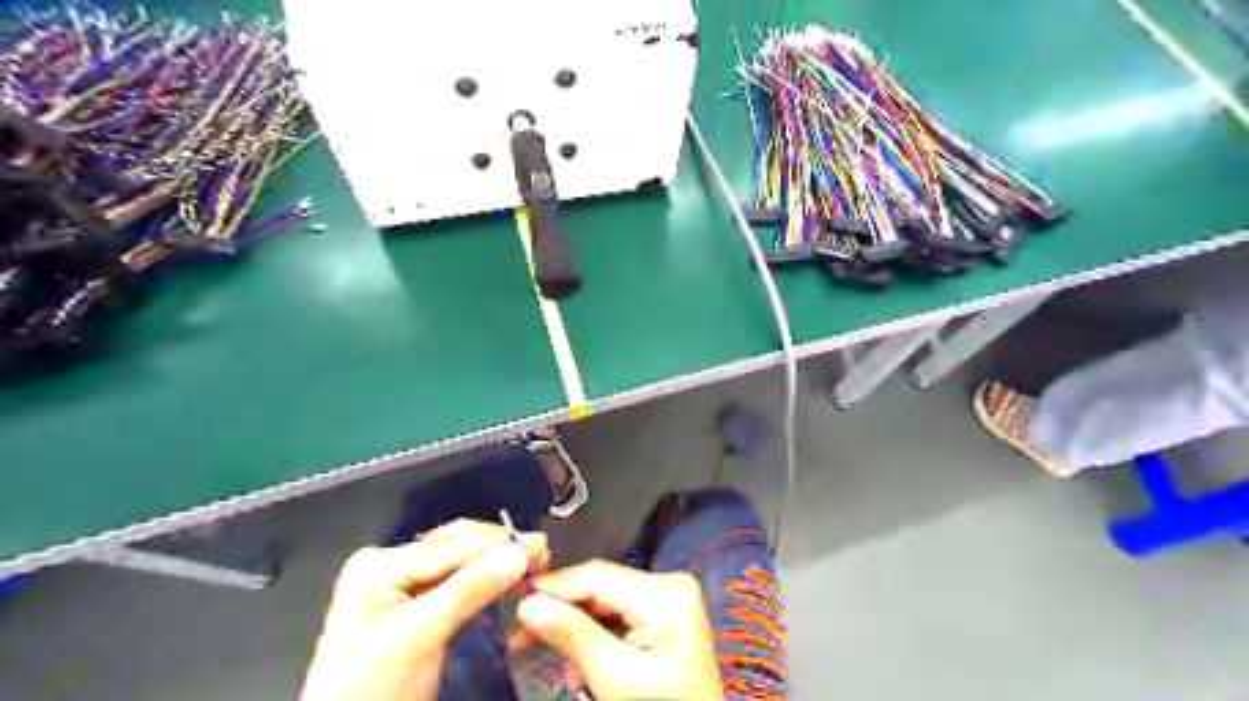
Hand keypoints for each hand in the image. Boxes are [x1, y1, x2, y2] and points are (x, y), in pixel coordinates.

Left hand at [302, 517, 547, 699]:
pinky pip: (457, 583)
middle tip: (540, 556)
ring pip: (462, 563)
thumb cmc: (369, 691)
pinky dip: (485, 581)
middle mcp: (391, 564)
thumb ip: (468, 590)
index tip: (542, 546)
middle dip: (500, 550)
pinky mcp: (414, 607)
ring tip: (530, 565)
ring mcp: (401, 585)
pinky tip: (506, 581)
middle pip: (458, 547)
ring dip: (496, 563)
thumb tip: (518, 552)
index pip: (454, 547)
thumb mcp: (418, 637)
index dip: (501, 545)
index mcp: (381, 564)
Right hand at [515, 558, 722, 700]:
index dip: (553, 586)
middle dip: (562, 610)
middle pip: (600, 587)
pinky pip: (618, 616)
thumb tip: (527, 604)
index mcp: (665, 591)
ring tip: (543, 649)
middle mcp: (668, 584)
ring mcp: (668, 600)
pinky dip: (594, 635)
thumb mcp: (614, 677)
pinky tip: (576, 658)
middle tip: (520, 632)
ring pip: (604, 602)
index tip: (514, 598)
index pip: (597, 576)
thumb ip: (571, 635)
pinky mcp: (663, 617)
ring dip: (575, 626)